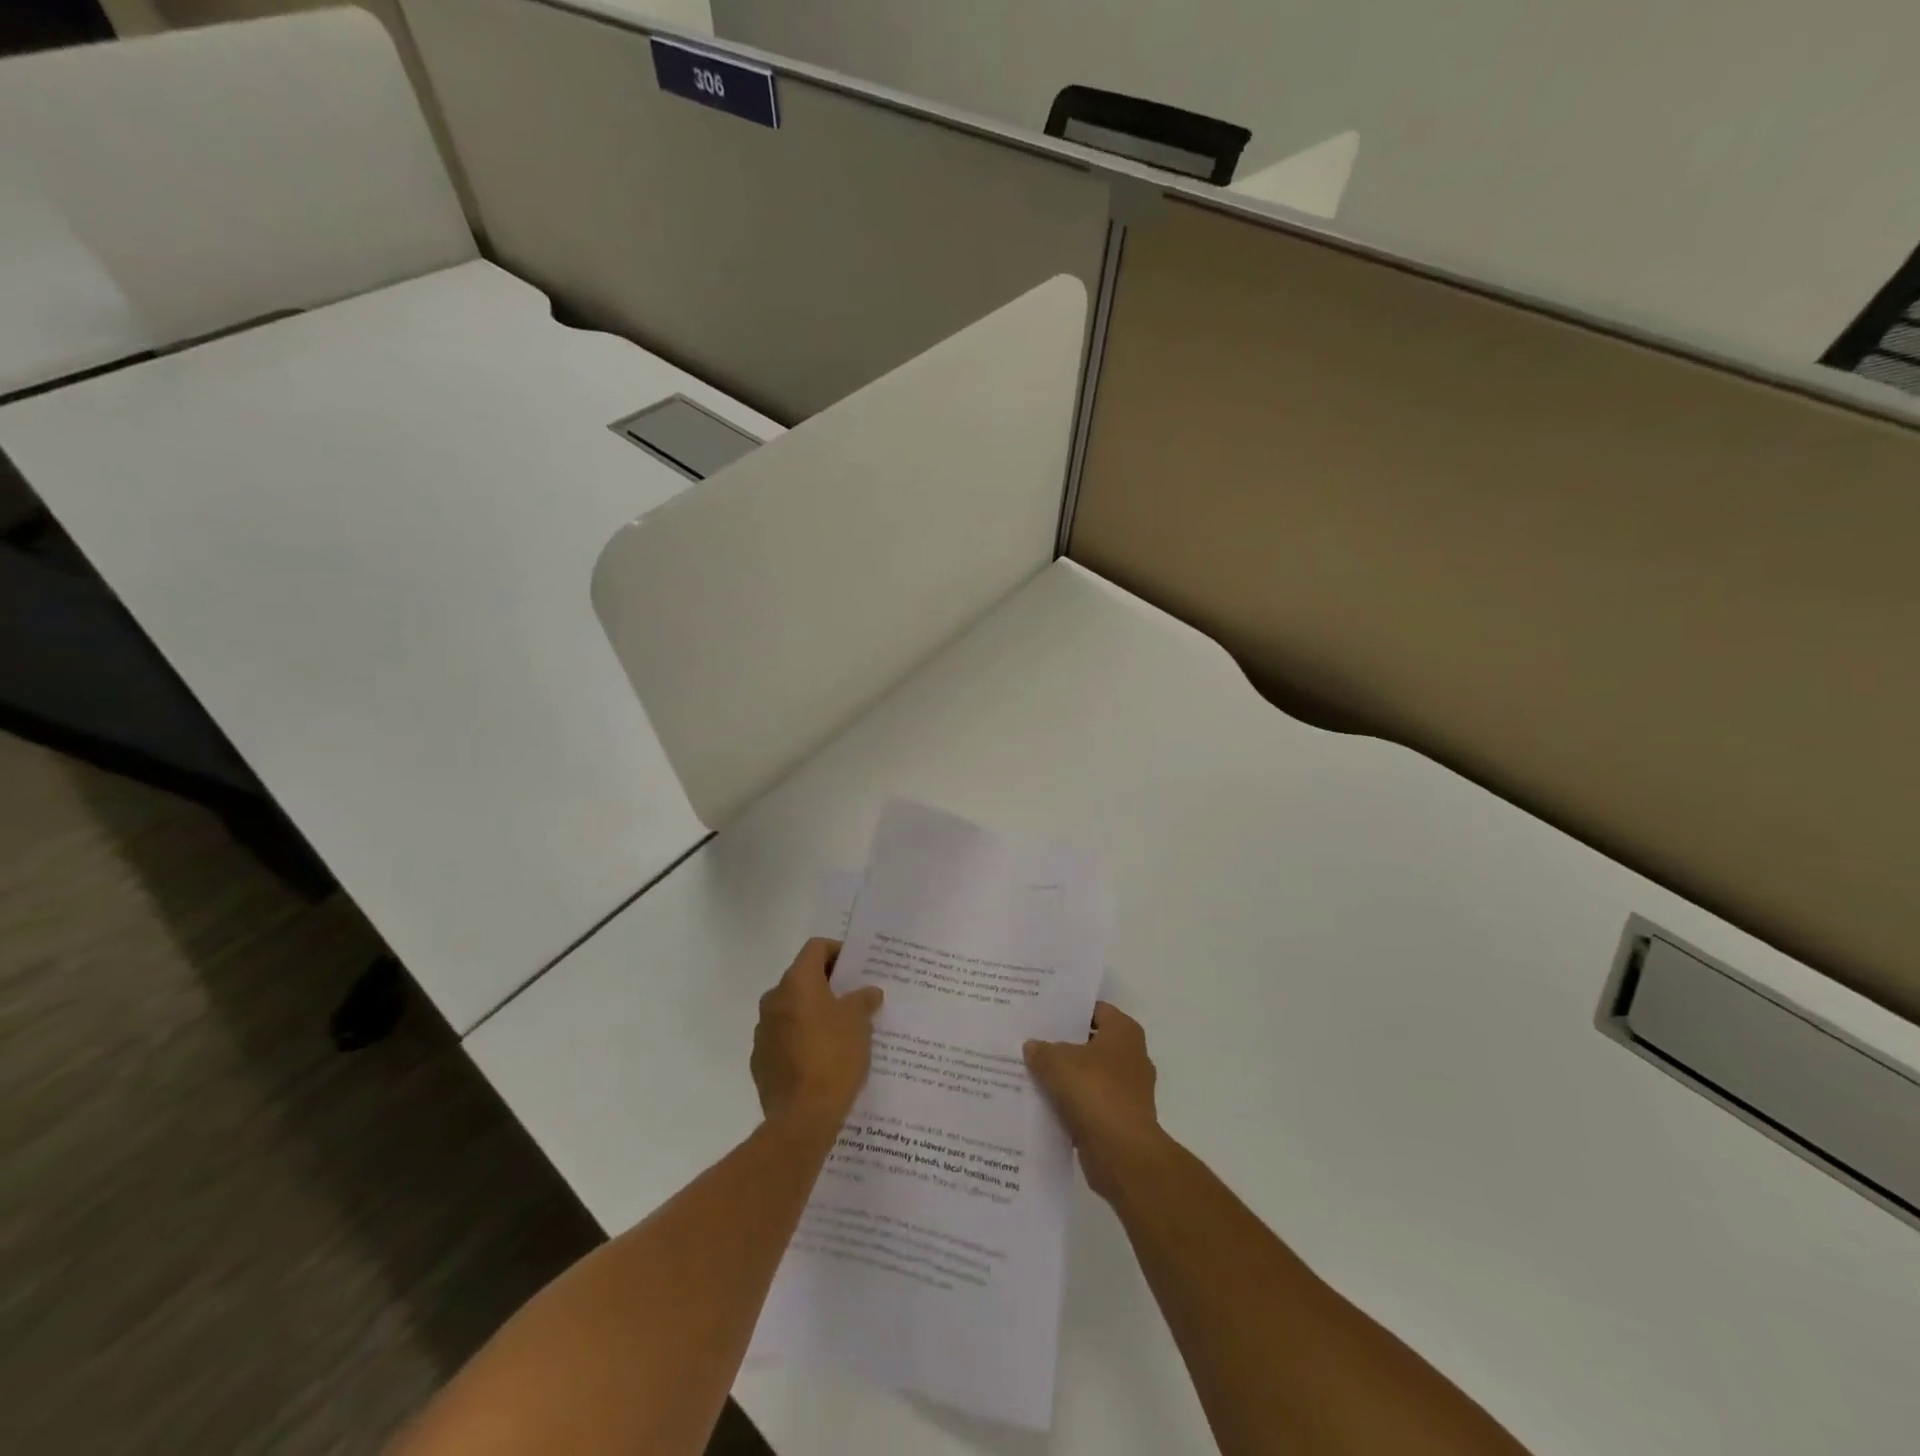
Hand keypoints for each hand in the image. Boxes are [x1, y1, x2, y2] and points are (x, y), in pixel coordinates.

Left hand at [752, 939, 883, 1133]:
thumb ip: (862, 1000)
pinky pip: (783, 1037)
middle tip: (853, 998)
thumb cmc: (834, 1057)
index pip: (816, 948)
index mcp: (797, 982)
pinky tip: (821, 1058)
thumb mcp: (859, 1024)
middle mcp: (774, 999)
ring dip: (812, 1012)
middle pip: (802, 978)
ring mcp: (763, 1031)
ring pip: (791, 1009)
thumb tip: (868, 992)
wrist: (802, 1117)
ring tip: (840, 1030)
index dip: (837, 951)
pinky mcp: (760, 1060)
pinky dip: (800, 1038)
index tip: (856, 967)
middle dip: (827, 985)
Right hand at [1024, 1002, 1162, 1200]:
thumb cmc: (1094, 1092)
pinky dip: (1072, 1104)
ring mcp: (1129, 1090)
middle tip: (1032, 1041)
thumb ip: (1042, 1050)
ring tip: (1033, 1072)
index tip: (1043, 1014)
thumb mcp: (1056, 1062)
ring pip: (1090, 1075)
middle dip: (1064, 1044)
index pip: (1095, 1010)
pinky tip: (1044, 1103)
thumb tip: (1033, 1046)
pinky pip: (1090, 1103)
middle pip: (1091, 1043)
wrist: (1122, 1153)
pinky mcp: (1121, 1119)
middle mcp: (1132, 1056)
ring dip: (1067, 1077)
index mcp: (1124, 1032)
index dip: (1069, 1011)